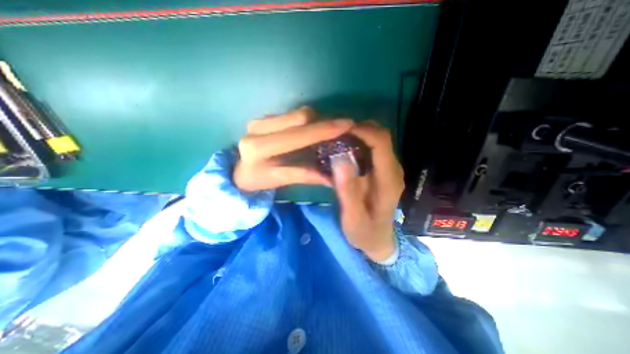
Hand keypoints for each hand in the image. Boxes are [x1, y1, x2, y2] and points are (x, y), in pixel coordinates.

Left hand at [234, 106, 353, 191]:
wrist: (239, 170)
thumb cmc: (258, 179)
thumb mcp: (280, 180)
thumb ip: (305, 175)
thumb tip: (332, 176)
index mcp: (259, 147)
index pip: (298, 134)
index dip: (323, 129)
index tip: (347, 125)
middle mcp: (258, 128)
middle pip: (300, 117)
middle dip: (324, 123)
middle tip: (343, 129)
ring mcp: (260, 119)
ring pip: (298, 113)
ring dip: (317, 121)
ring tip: (330, 131)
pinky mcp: (264, 117)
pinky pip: (292, 114)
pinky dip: (308, 121)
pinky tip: (314, 130)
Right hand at [332, 122, 405, 262]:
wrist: (378, 241)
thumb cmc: (365, 232)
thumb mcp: (353, 217)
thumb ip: (348, 190)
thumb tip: (339, 159)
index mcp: (388, 180)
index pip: (381, 142)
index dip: (362, 130)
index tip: (340, 129)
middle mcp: (393, 169)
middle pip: (382, 136)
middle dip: (359, 128)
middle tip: (335, 134)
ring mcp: (388, 169)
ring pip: (377, 140)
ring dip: (358, 134)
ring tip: (336, 139)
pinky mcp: (381, 171)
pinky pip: (371, 149)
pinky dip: (358, 143)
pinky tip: (343, 149)